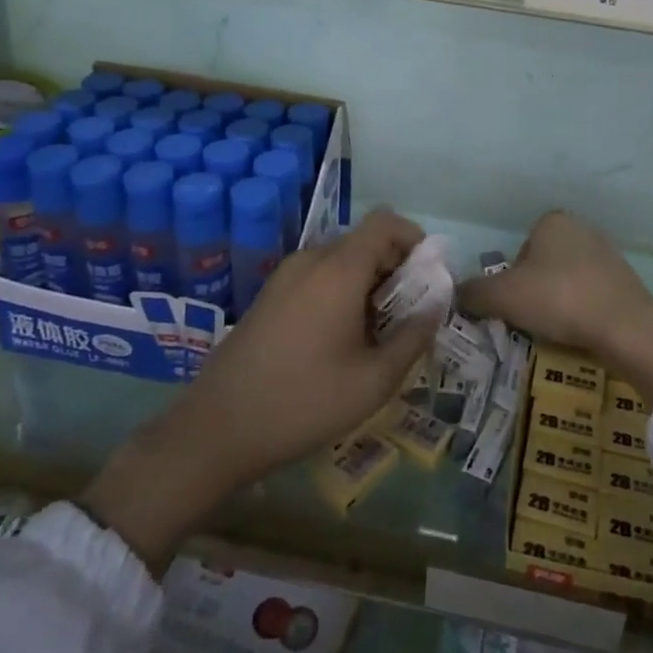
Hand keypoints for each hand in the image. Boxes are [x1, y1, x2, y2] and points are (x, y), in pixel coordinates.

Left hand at [81, 210, 437, 570]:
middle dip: (394, 269)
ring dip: (368, 283)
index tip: (428, 276)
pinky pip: (317, 276)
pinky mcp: (269, 295)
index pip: (385, 222)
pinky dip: (341, 292)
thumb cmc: (302, 403)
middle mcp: (310, 260)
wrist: (215, 430)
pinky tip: (340, 340)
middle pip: (365, 242)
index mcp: (338, 269)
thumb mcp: (373, 381)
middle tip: (408, 314)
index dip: (414, 238)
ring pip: (341, 261)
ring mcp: (284, 276)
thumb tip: (437, 305)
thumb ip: (414, 337)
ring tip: (377, 333)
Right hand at [458, 211, 652, 407]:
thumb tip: (454, 294)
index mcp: (552, 221)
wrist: (625, 327)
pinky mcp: (624, 281)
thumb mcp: (503, 296)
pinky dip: (580, 312)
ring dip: (557, 303)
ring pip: (565, 281)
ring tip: (555, 329)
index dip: (511, 279)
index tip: (514, 304)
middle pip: (541, 265)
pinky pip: (589, 296)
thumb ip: (473, 292)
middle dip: (534, 291)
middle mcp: (580, 228)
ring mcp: (606, 254)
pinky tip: (579, 331)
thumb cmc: (558, 298)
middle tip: (530, 319)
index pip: (519, 249)